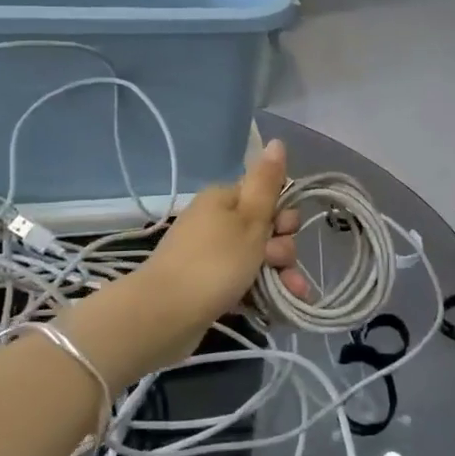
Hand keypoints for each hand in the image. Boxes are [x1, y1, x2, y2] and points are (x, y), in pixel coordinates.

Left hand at [142, 138, 309, 333]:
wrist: (164, 314)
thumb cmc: (214, 262)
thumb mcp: (250, 219)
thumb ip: (267, 183)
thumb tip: (277, 141)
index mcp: (223, 199)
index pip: (266, 197)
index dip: (283, 216)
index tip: (284, 232)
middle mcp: (215, 222)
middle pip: (264, 229)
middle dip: (282, 249)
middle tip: (277, 264)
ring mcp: (210, 255)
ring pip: (257, 259)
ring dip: (279, 274)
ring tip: (290, 294)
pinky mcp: (207, 285)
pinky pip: (243, 282)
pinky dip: (261, 291)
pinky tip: (278, 307)